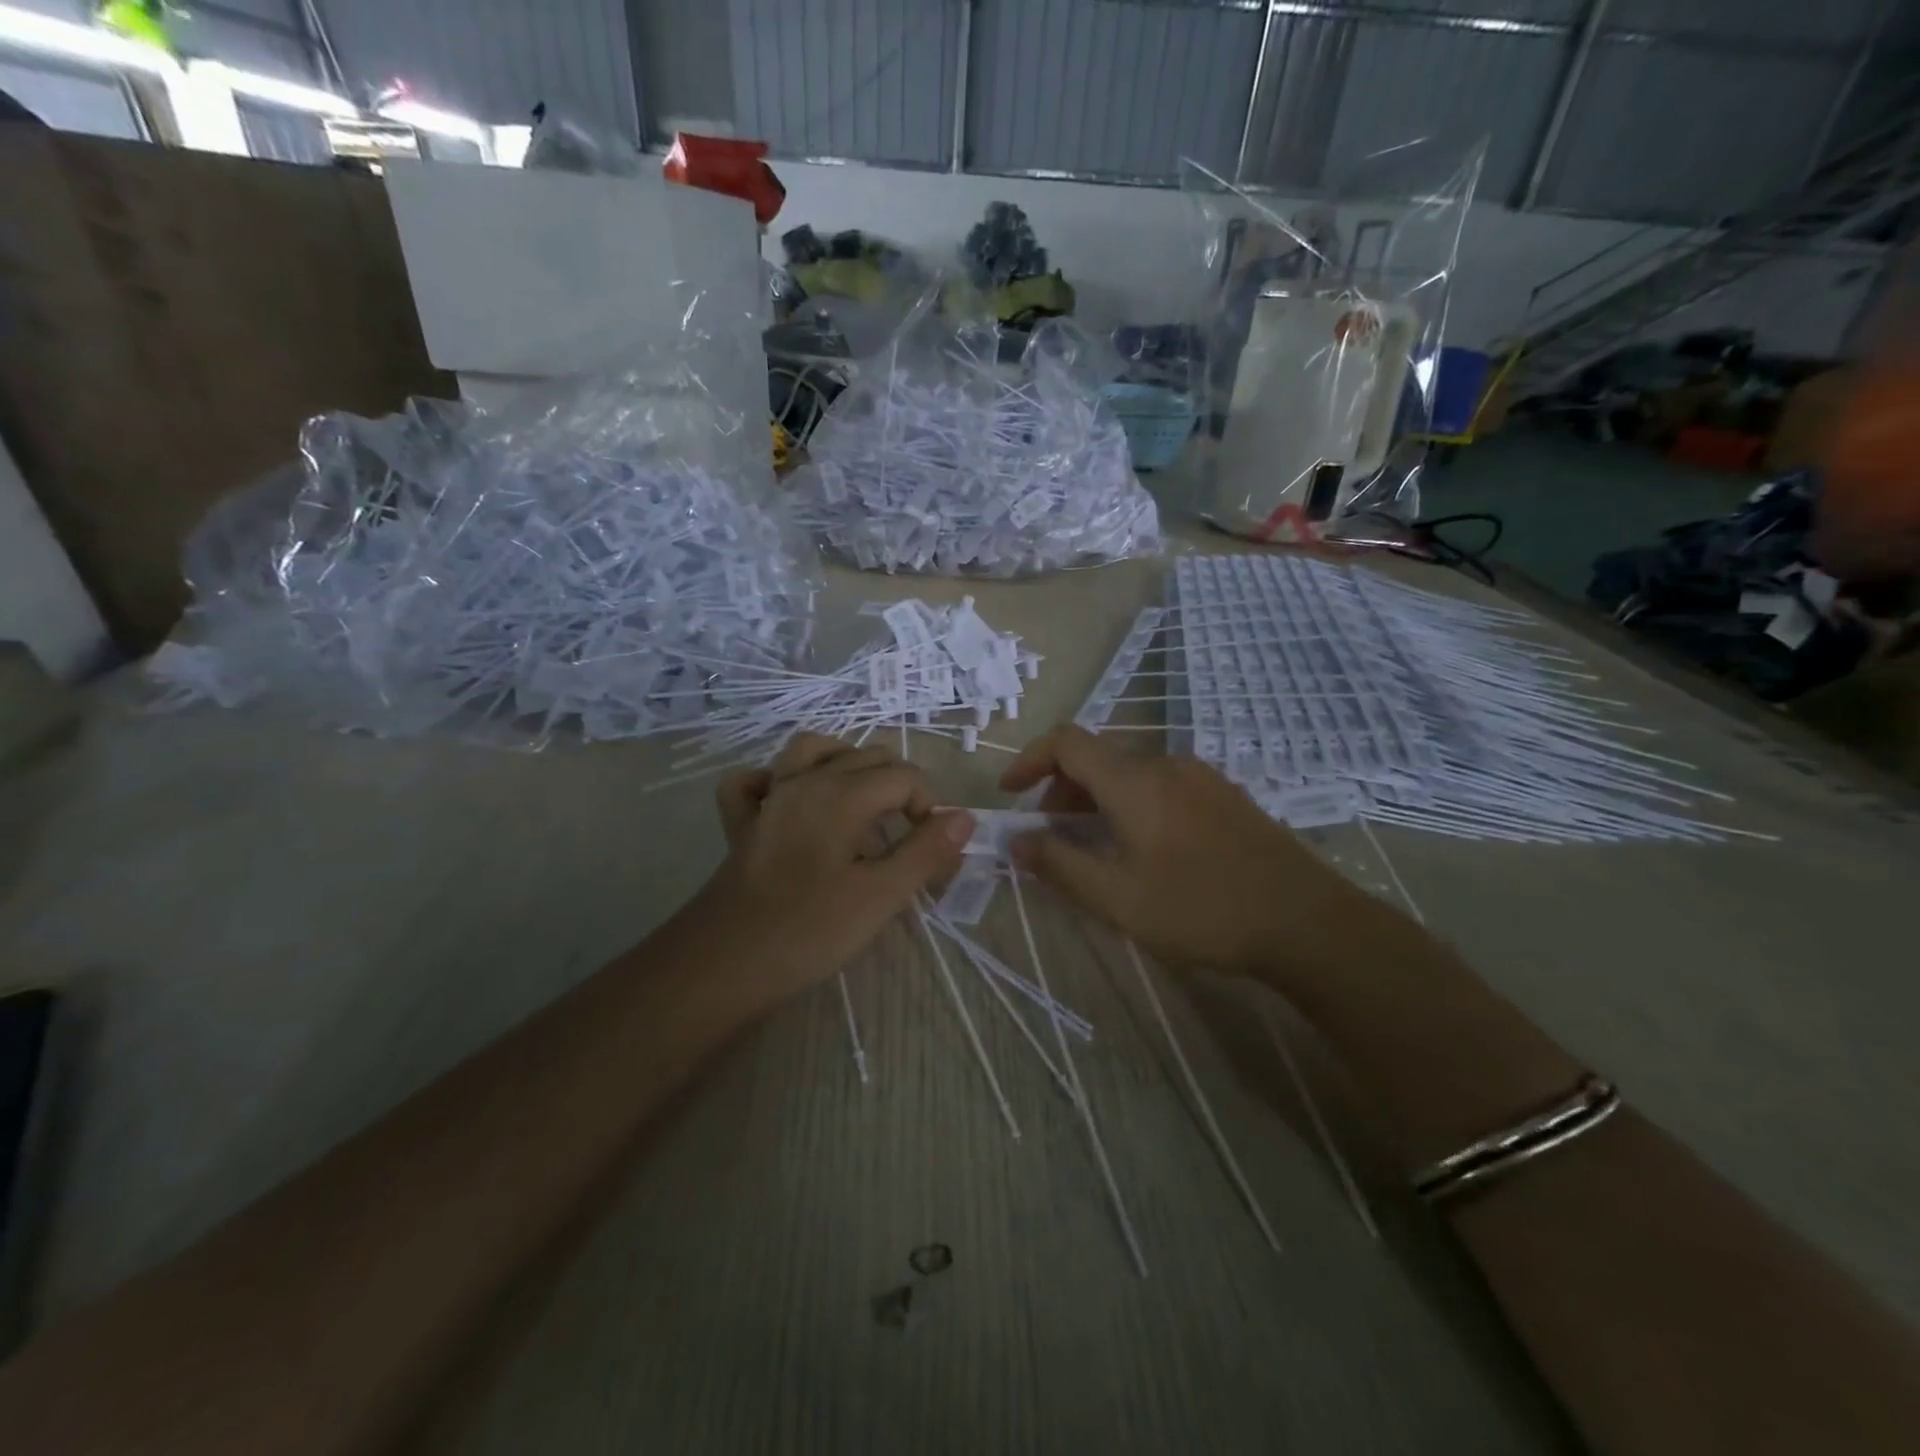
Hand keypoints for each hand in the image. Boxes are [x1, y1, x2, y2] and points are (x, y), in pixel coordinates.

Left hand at [697, 735, 972, 999]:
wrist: (724, 963)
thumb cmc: (809, 930)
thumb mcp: (881, 896)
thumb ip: (925, 852)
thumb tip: (963, 818)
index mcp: (841, 794)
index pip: (904, 776)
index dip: (929, 806)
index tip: (932, 848)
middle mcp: (805, 781)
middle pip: (866, 757)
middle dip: (897, 786)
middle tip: (907, 836)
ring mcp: (769, 797)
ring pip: (811, 750)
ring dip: (844, 764)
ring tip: (862, 801)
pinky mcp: (743, 822)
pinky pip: (756, 780)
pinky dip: (777, 780)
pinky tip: (791, 803)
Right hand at [1000, 725, 1377, 981]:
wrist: (1306, 920)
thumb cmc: (1201, 908)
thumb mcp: (1117, 898)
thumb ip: (1059, 864)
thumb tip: (1017, 840)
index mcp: (1133, 780)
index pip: (1066, 742)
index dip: (1029, 760)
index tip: (1010, 794)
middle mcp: (1165, 763)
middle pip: (1097, 758)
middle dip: (1061, 790)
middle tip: (1051, 837)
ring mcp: (1200, 776)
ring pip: (1130, 773)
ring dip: (1097, 800)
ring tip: (1095, 847)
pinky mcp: (1224, 795)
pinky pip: (1160, 785)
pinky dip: (1131, 803)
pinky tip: (1144, 848)